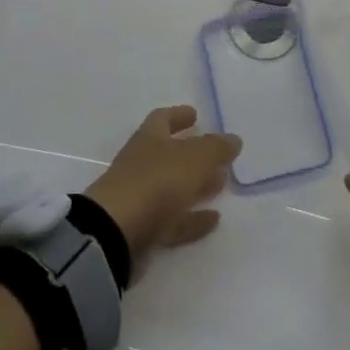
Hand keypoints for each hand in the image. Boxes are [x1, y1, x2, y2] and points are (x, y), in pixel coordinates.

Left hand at [85, 105, 241, 269]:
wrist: (115, 233)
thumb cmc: (156, 182)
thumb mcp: (194, 158)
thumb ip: (216, 148)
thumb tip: (233, 139)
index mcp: (149, 138)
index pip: (162, 119)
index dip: (178, 115)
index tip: (195, 115)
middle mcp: (141, 164)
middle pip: (169, 154)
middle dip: (194, 154)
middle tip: (218, 156)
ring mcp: (140, 197)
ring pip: (173, 187)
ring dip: (196, 186)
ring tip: (221, 185)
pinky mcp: (142, 230)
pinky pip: (173, 220)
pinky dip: (192, 218)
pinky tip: (214, 220)